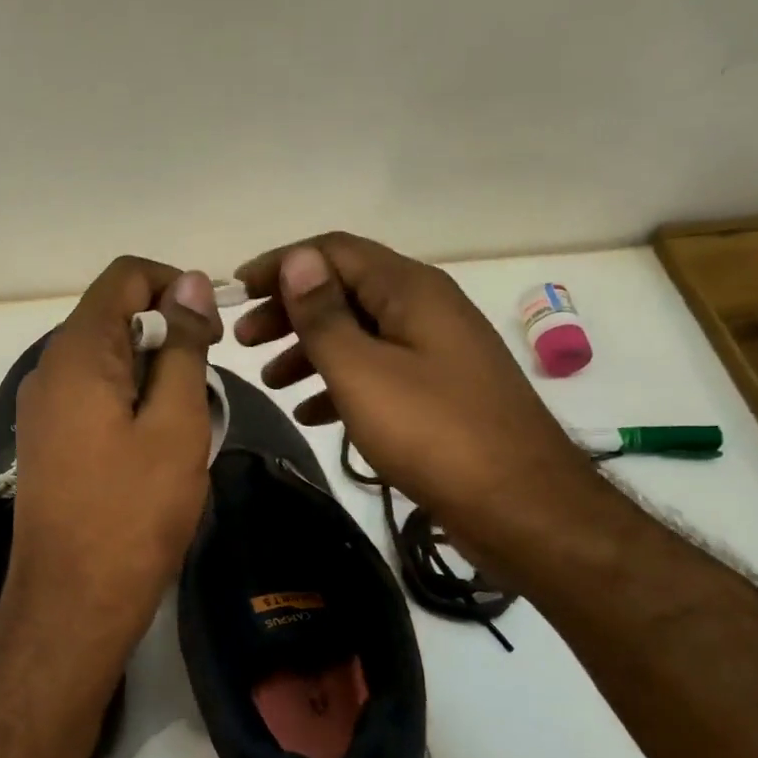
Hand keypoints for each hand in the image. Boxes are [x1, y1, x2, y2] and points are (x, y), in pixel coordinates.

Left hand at [0, 257, 221, 680]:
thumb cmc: (133, 513)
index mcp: (77, 352)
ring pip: (105, 359)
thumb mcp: (175, 424)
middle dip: (167, 332)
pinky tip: (154, 444)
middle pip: (112, 315)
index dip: (175, 284)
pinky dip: (129, 400)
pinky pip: (92, 395)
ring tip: (186, 420)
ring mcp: (42, 407)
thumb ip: (183, 346)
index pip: (124, 275)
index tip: (213, 329)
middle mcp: (48, 368)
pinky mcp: (46, 440)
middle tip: (207, 383)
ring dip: (152, 372)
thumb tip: (192, 283)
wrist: (72, 603)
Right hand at [235, 234, 605, 568]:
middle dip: (289, 311)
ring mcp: (436, 351)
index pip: (333, 251)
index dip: (281, 265)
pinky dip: (340, 383)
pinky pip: (378, 372)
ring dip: (310, 350)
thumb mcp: (362, 371)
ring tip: (270, 381)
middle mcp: (425, 309)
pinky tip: (312, 413)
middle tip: (244, 340)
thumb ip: (324, 315)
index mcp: (410, 290)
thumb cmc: (432, 432)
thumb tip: (297, 259)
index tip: (236, 292)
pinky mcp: (439, 391)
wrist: (521, 506)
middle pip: (345, 291)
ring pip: (359, 334)